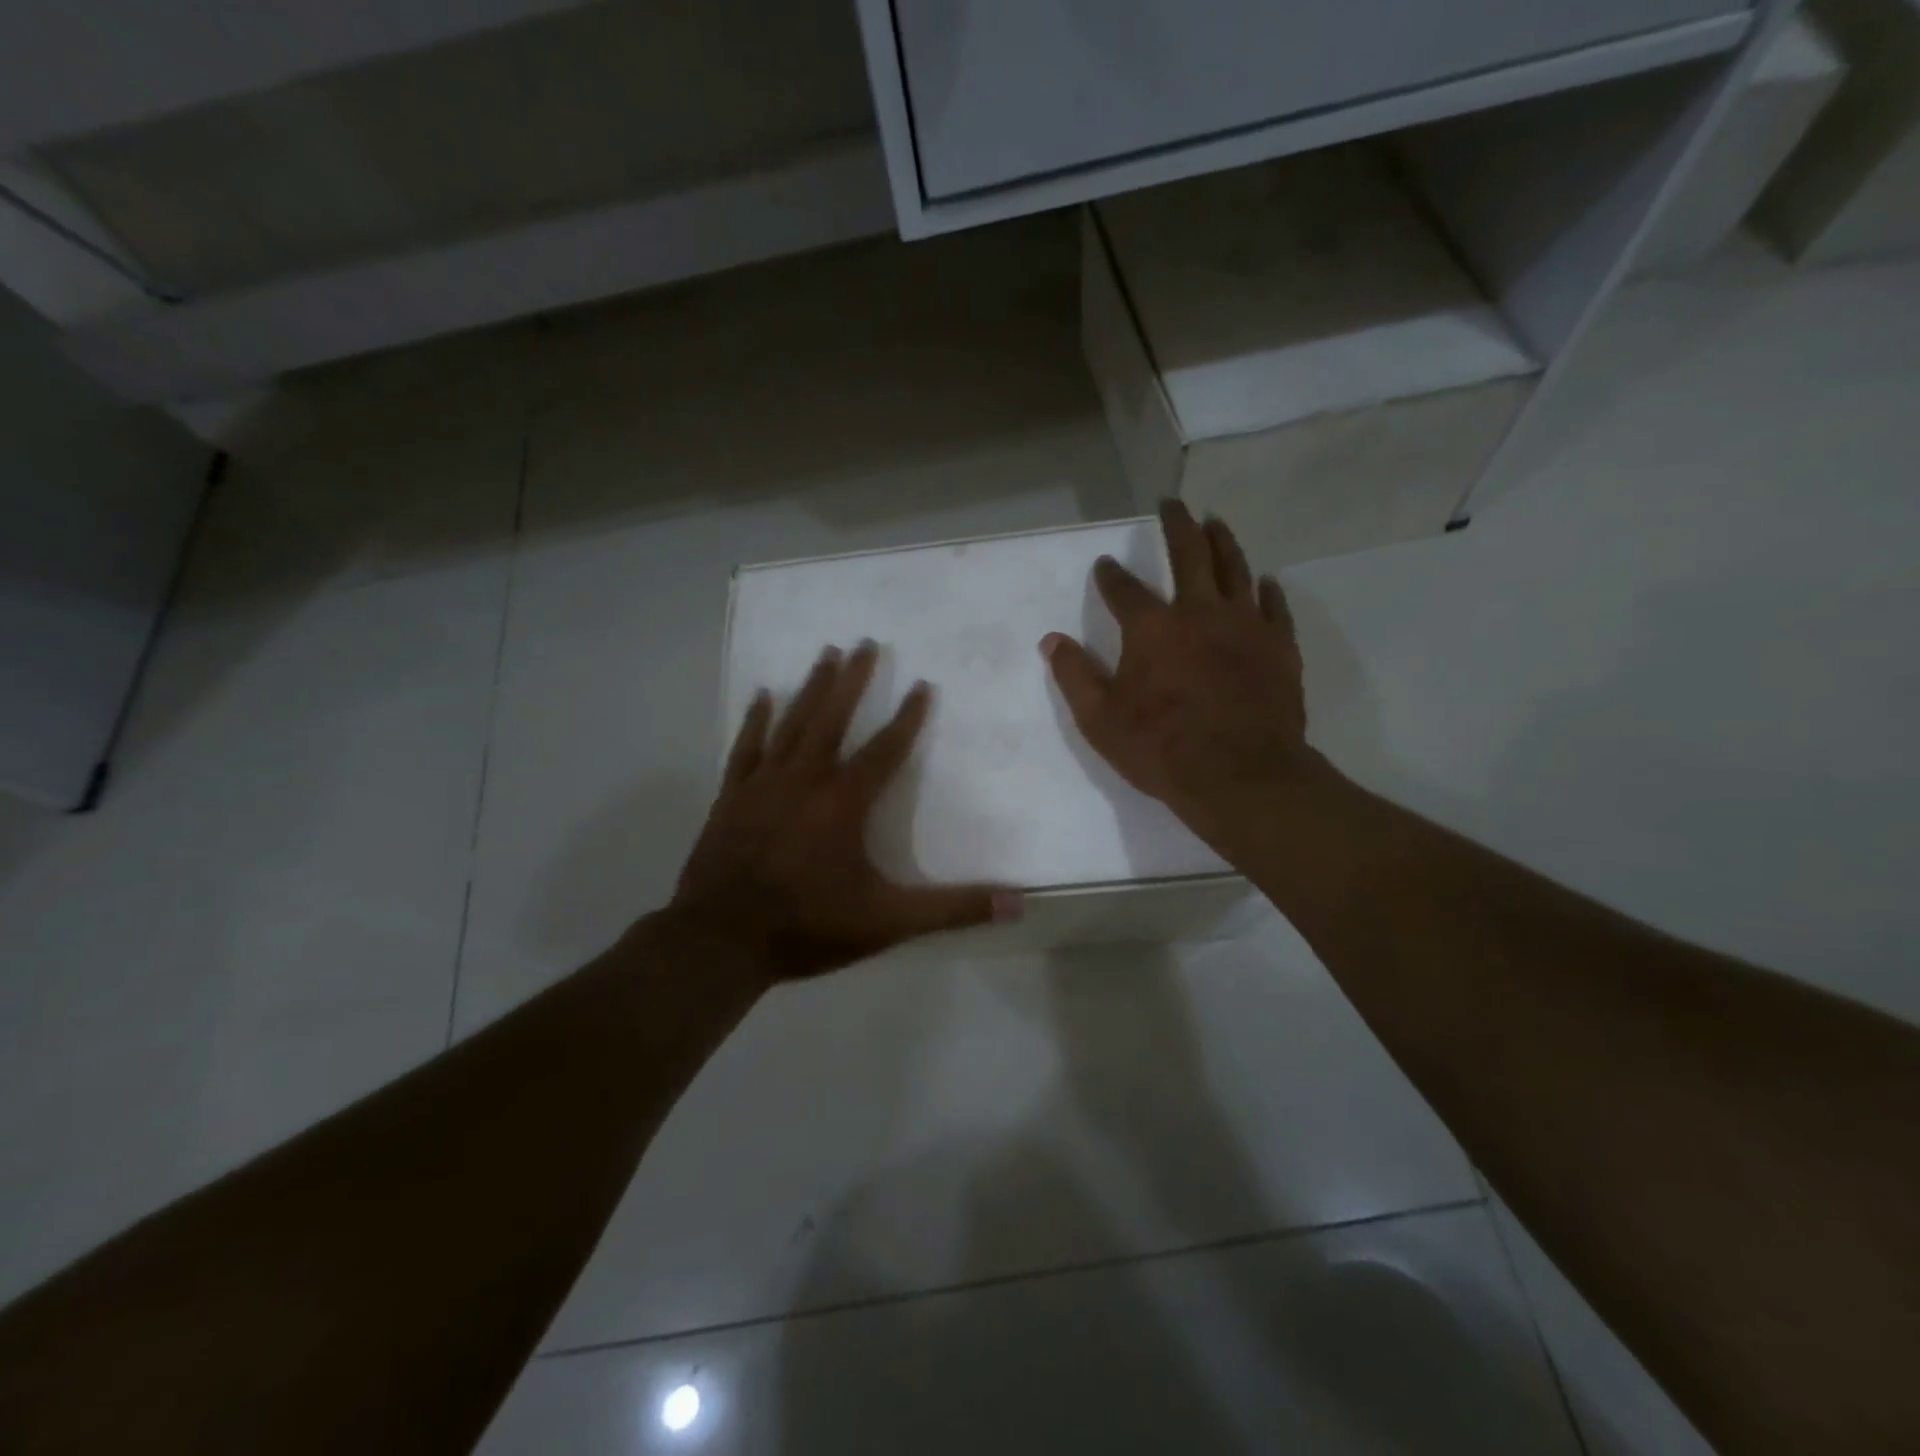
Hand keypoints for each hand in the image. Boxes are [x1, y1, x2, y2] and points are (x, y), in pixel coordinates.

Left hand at [673, 641, 1019, 981]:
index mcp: (844, 803)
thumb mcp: (888, 922)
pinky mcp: (731, 796)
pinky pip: (746, 747)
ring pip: (792, 723)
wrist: (720, 941)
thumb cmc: (808, 926)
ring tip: (826, 653)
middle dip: (853, 680)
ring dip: (812, 687)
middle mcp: (805, 780)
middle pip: (833, 719)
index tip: (922, 684)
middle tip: (865, 642)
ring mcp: (763, 784)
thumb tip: (1017, 903)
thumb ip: (952, 910)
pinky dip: (755, 720)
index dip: (907, 717)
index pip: (885, 750)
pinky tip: (763, 694)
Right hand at [1041, 501, 1322, 853]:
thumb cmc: (1162, 749)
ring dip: (1223, 541)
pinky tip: (1264, 581)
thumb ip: (1075, 676)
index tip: (1104, 564)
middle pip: (1190, 554)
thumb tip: (1051, 640)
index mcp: (1152, 628)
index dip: (1110, 576)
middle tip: (1172, 503)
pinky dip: (1267, 589)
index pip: (1124, 589)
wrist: (1241, 776)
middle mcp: (1199, 613)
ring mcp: (1245, 626)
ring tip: (1215, 522)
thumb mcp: (1101, 720)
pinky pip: (1274, 606)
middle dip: (1177, 525)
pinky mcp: (1279, 646)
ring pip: (1235, 568)